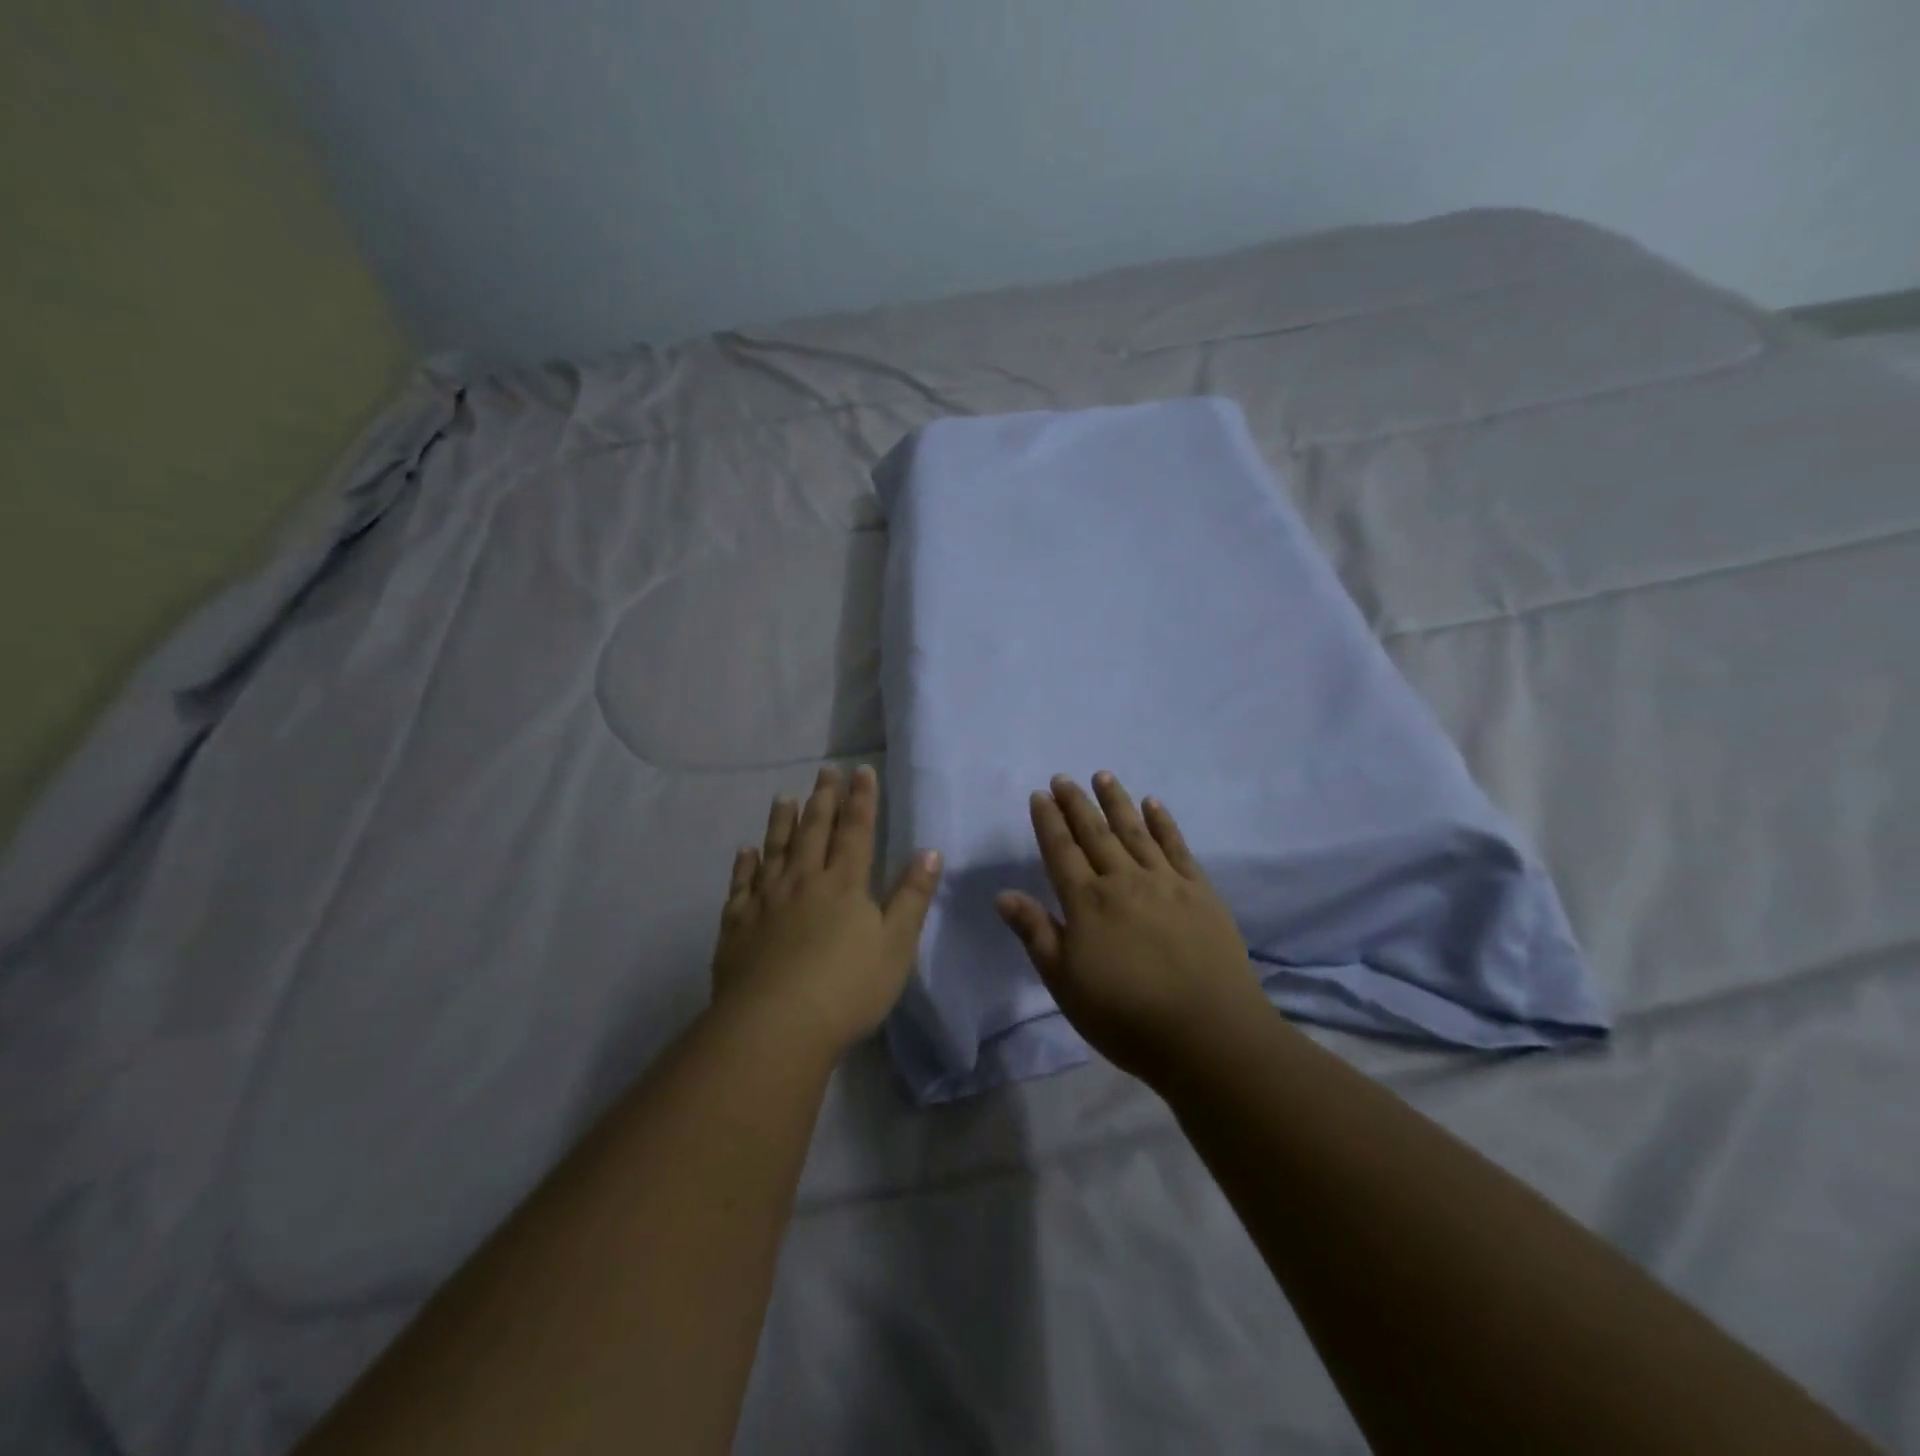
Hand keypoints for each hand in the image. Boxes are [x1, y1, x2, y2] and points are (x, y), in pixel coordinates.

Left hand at [712, 764, 942, 1055]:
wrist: (775, 1026)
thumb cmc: (847, 988)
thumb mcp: (896, 945)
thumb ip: (912, 897)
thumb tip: (929, 852)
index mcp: (844, 884)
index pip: (856, 831)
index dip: (861, 800)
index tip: (861, 771)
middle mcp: (803, 881)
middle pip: (814, 831)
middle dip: (823, 799)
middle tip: (825, 772)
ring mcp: (766, 900)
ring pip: (775, 849)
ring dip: (781, 821)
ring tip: (785, 797)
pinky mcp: (737, 924)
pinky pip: (741, 884)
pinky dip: (744, 864)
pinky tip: (745, 851)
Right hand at [995, 773, 1269, 1084]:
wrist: (1209, 1035)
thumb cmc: (1126, 1017)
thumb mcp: (1066, 984)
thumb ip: (1036, 934)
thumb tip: (1003, 894)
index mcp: (1086, 903)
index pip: (1061, 851)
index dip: (1048, 822)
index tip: (1039, 795)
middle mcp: (1123, 881)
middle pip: (1095, 833)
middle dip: (1076, 803)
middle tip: (1063, 778)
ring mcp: (1165, 882)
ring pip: (1134, 831)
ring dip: (1116, 801)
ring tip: (1103, 775)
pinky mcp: (1200, 891)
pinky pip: (1177, 847)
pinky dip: (1164, 823)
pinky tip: (1154, 805)